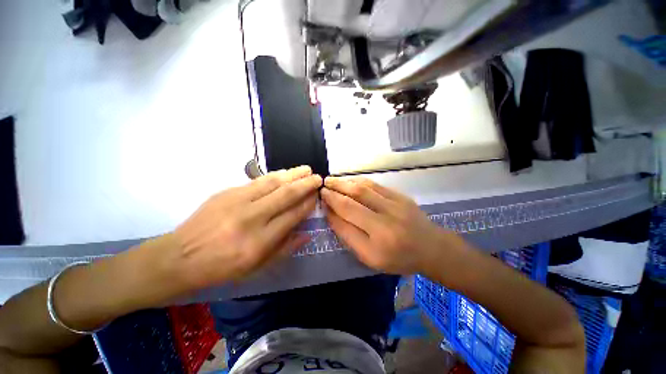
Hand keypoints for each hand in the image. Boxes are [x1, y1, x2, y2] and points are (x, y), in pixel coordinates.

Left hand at [170, 166, 321, 290]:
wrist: (179, 257)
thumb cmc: (221, 268)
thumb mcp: (256, 268)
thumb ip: (285, 249)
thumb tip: (307, 233)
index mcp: (260, 242)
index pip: (293, 216)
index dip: (308, 204)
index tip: (317, 196)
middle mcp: (251, 218)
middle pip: (286, 195)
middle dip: (305, 184)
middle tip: (318, 177)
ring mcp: (237, 202)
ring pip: (273, 183)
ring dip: (293, 174)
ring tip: (306, 169)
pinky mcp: (227, 193)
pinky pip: (257, 181)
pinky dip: (275, 176)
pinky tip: (284, 172)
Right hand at [321, 176, 451, 274]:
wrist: (431, 248)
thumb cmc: (398, 258)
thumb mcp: (370, 257)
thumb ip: (349, 236)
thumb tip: (332, 214)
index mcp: (378, 240)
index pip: (347, 218)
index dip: (331, 206)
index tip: (321, 198)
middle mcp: (386, 219)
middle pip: (354, 199)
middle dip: (335, 191)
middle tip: (322, 185)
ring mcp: (395, 204)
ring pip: (364, 188)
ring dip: (344, 182)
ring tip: (332, 180)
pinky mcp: (400, 196)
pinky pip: (375, 185)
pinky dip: (359, 181)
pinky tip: (349, 180)